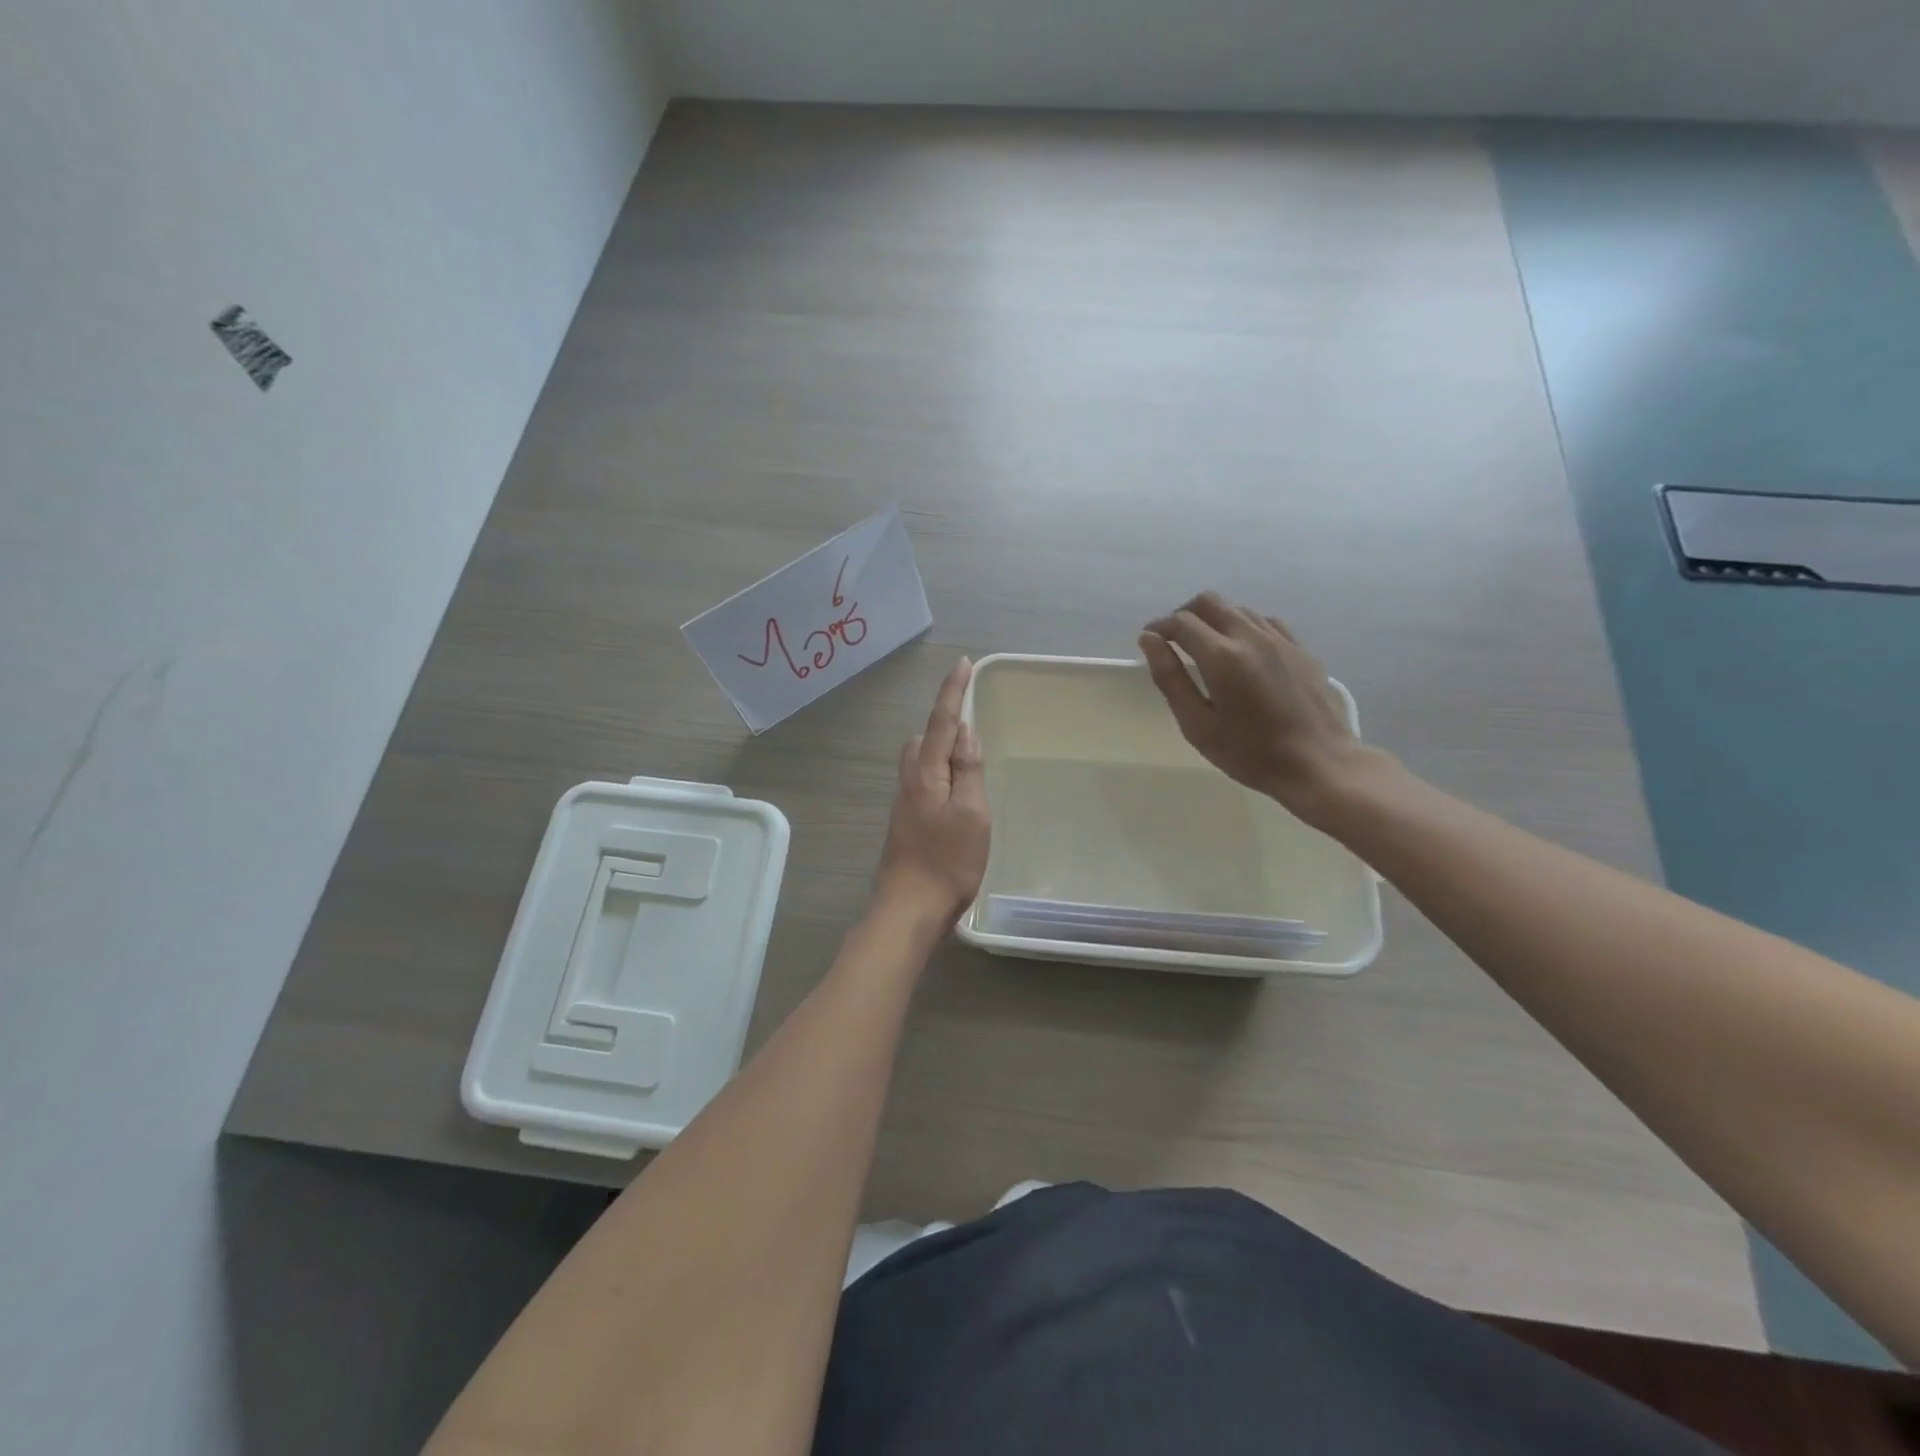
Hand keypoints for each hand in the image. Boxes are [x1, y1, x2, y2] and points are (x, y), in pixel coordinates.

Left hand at [873, 657, 990, 930]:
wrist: (908, 909)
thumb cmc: (947, 862)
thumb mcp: (971, 815)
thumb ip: (968, 771)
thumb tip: (966, 733)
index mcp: (926, 773)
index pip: (942, 722)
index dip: (953, 692)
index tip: (963, 664)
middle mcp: (910, 780)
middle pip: (924, 736)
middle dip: (945, 720)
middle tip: (972, 716)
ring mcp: (905, 802)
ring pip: (921, 759)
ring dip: (941, 746)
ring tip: (968, 753)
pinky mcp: (906, 820)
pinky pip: (923, 779)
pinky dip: (939, 769)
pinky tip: (955, 788)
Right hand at [1140, 592, 1368, 821]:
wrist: (1318, 763)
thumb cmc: (1249, 753)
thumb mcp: (1198, 725)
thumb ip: (1170, 679)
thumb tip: (1149, 640)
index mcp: (1222, 657)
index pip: (1182, 622)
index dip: (1159, 627)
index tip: (1150, 641)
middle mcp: (1251, 637)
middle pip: (1209, 602)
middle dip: (1184, 614)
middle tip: (1174, 640)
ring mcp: (1280, 639)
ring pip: (1237, 609)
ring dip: (1214, 619)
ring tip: (1205, 648)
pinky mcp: (1299, 648)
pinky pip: (1264, 621)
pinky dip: (1243, 626)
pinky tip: (1242, 651)